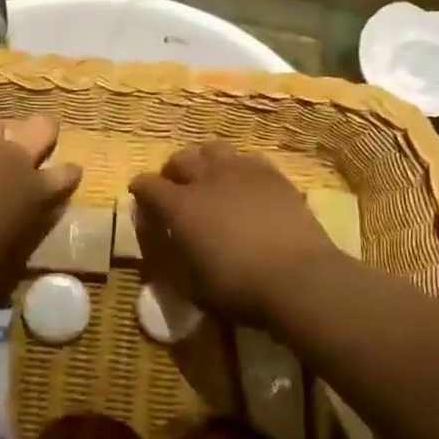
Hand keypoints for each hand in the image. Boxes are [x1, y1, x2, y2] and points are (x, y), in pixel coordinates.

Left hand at [0, 114, 81, 308]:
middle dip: (42, 133)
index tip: (67, 176)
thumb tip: (23, 241)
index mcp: (37, 192)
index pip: (67, 174)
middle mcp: (15, 158)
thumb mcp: (6, 272)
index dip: (68, 175)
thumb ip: (22, 245)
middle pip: (43, 127)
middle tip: (31, 144)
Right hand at [129, 144, 341, 327]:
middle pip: (181, 159)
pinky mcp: (273, 175)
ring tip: (207, 176)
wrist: (299, 278)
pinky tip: (242, 182)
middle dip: (172, 171)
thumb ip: (169, 260)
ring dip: (203, 160)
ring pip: (213, 149)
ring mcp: (242, 171)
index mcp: (180, 206)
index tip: (139, 195)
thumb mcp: (191, 286)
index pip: (148, 185)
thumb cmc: (238, 288)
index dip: (140, 189)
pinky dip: (236, 166)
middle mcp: (207, 179)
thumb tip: (160, 246)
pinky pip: (247, 158)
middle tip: (174, 186)